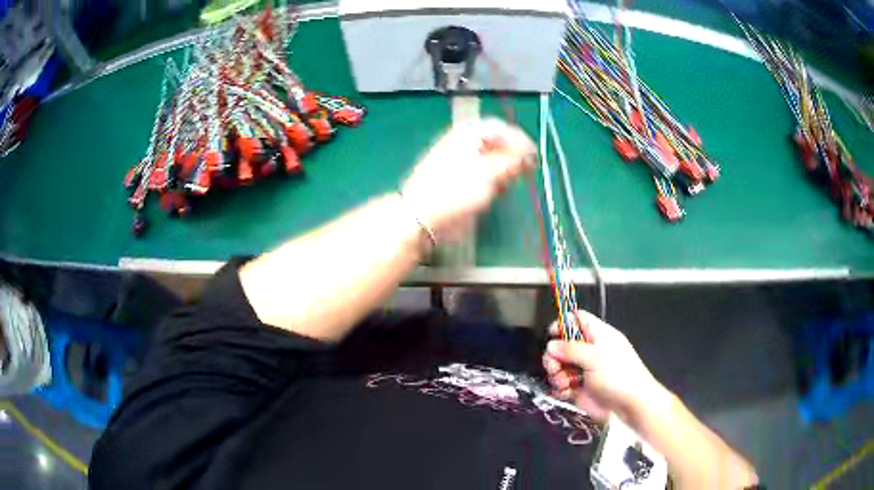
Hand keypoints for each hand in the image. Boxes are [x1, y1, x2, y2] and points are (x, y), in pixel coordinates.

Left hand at [400, 118, 535, 242]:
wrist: (421, 216)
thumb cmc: (455, 191)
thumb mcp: (489, 174)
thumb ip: (512, 161)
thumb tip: (529, 153)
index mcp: (468, 133)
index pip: (500, 128)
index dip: (520, 140)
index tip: (533, 157)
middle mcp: (462, 142)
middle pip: (495, 143)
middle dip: (511, 157)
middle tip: (523, 172)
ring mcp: (457, 160)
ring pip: (489, 159)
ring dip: (502, 171)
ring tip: (506, 184)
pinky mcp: (455, 179)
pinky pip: (480, 174)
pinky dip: (491, 181)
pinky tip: (494, 192)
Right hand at [542, 310, 667, 423]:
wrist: (630, 405)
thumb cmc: (619, 375)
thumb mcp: (595, 357)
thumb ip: (571, 349)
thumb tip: (551, 345)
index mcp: (598, 336)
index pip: (577, 320)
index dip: (562, 324)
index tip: (551, 335)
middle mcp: (590, 351)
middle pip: (562, 345)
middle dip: (554, 356)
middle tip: (554, 367)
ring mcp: (584, 371)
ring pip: (560, 366)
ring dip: (556, 375)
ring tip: (563, 383)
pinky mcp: (580, 389)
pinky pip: (562, 385)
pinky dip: (560, 389)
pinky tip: (565, 393)